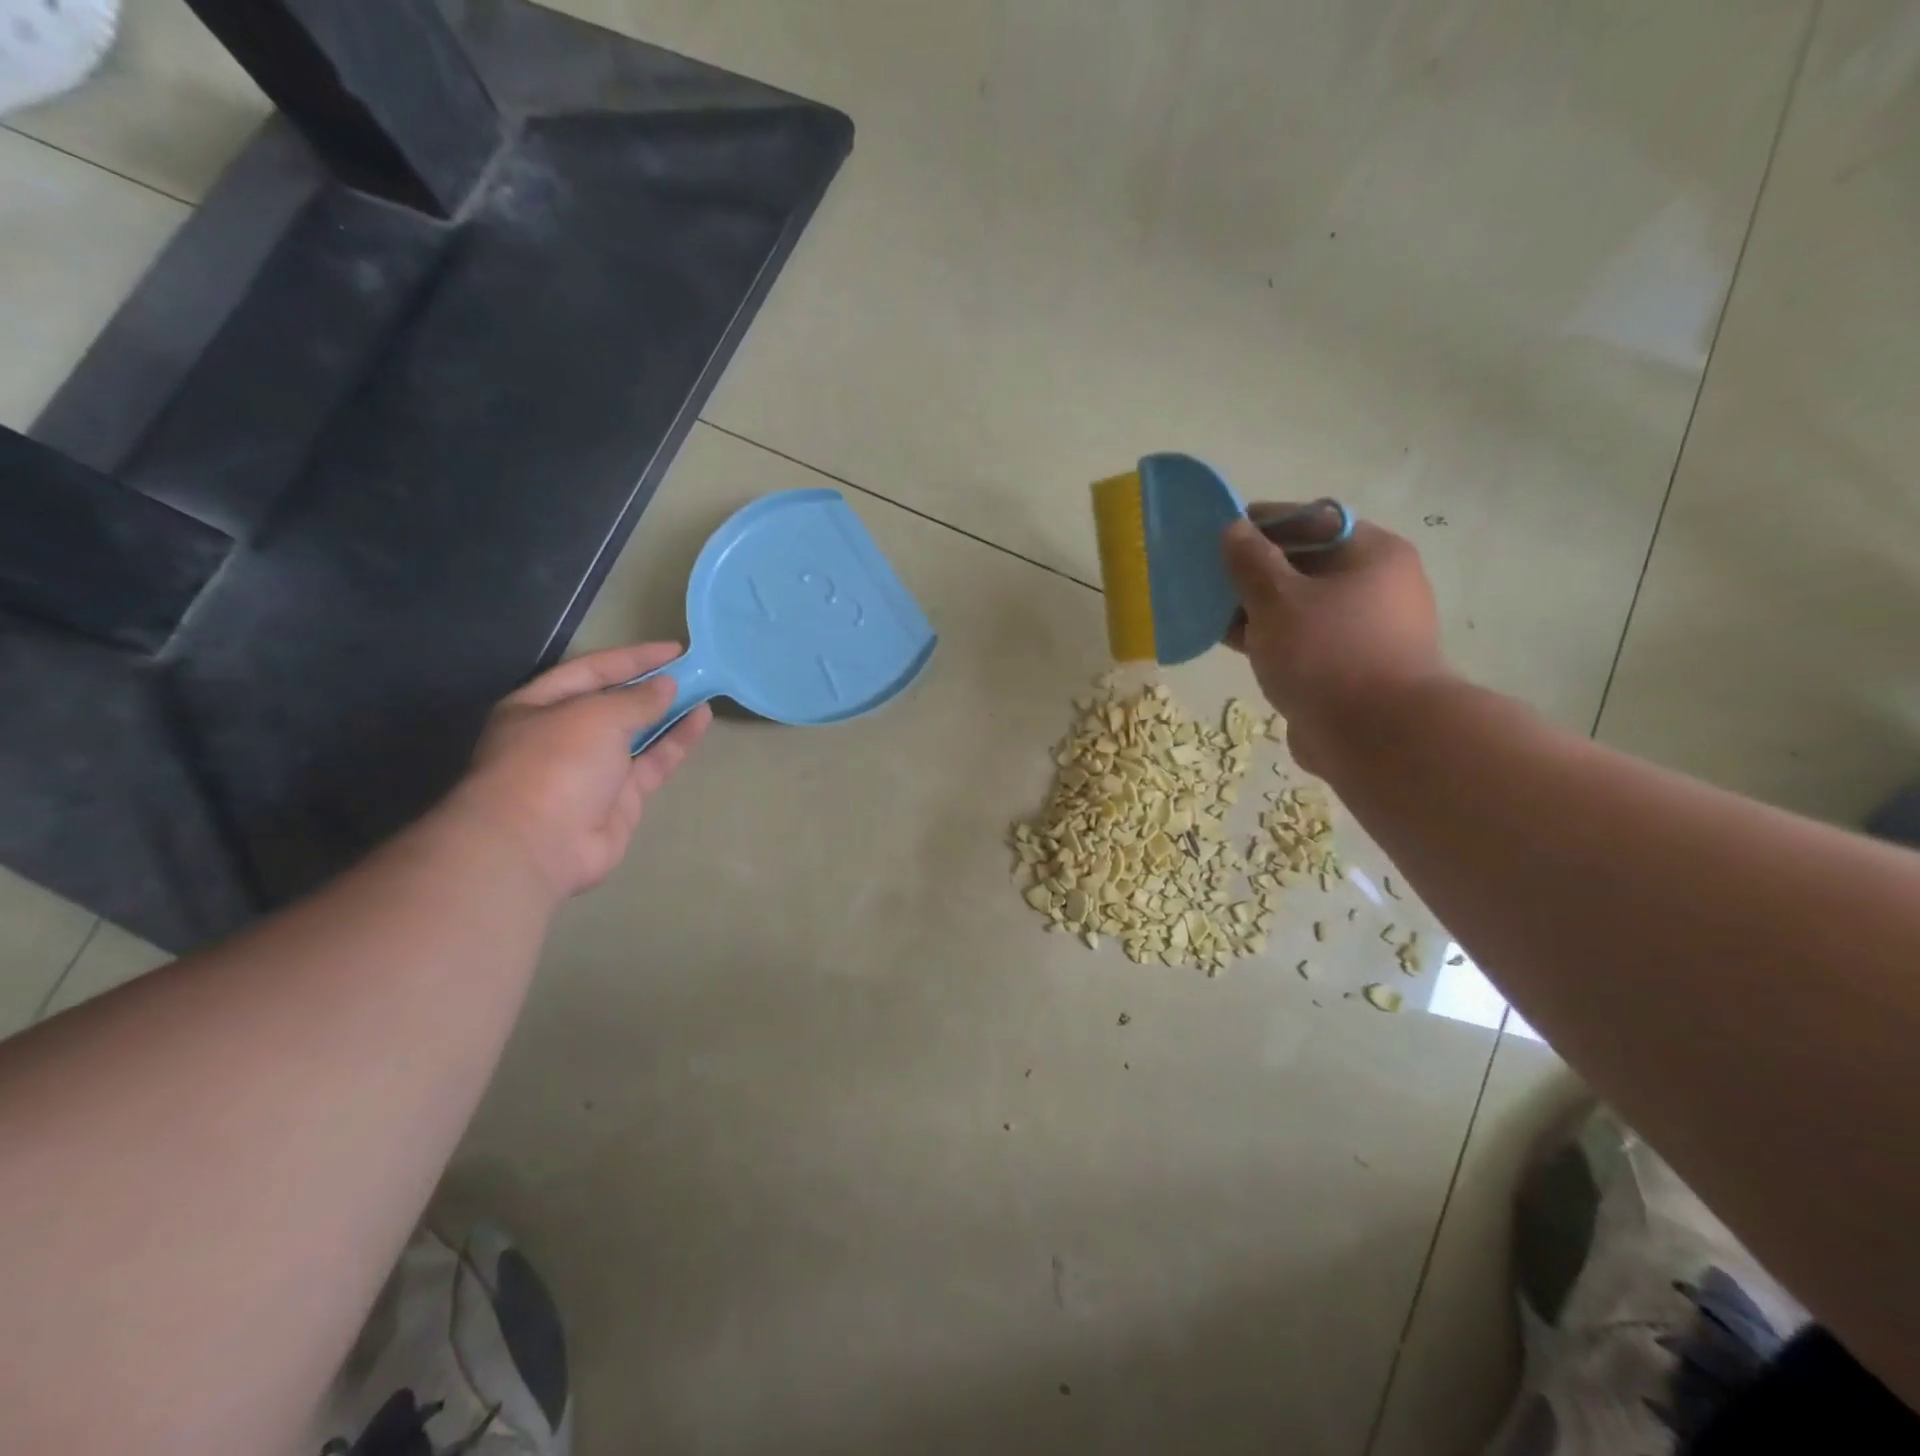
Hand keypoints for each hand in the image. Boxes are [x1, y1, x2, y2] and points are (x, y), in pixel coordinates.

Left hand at [450, 643, 711, 899]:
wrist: (539, 845)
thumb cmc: (555, 763)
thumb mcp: (596, 717)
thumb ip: (636, 699)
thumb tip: (667, 686)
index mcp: (538, 706)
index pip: (591, 670)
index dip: (632, 658)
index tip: (674, 650)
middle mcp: (563, 735)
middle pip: (613, 703)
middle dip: (651, 686)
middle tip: (693, 670)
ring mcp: (592, 769)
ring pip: (637, 733)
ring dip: (668, 712)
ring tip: (704, 691)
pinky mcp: (620, 798)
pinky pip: (652, 762)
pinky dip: (675, 742)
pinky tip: (701, 721)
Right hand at [1222, 504, 1446, 770]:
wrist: (1377, 738)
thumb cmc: (1328, 654)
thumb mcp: (1278, 599)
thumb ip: (1251, 561)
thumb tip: (1234, 529)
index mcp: (1370, 554)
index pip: (1312, 520)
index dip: (1263, 523)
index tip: (1219, 532)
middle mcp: (1373, 586)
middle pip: (1304, 564)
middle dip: (1252, 569)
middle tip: (1207, 574)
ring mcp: (1360, 630)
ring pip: (1297, 606)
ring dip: (1254, 606)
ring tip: (1207, 609)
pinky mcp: (1345, 667)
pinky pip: (1298, 640)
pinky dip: (1266, 637)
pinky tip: (1228, 642)